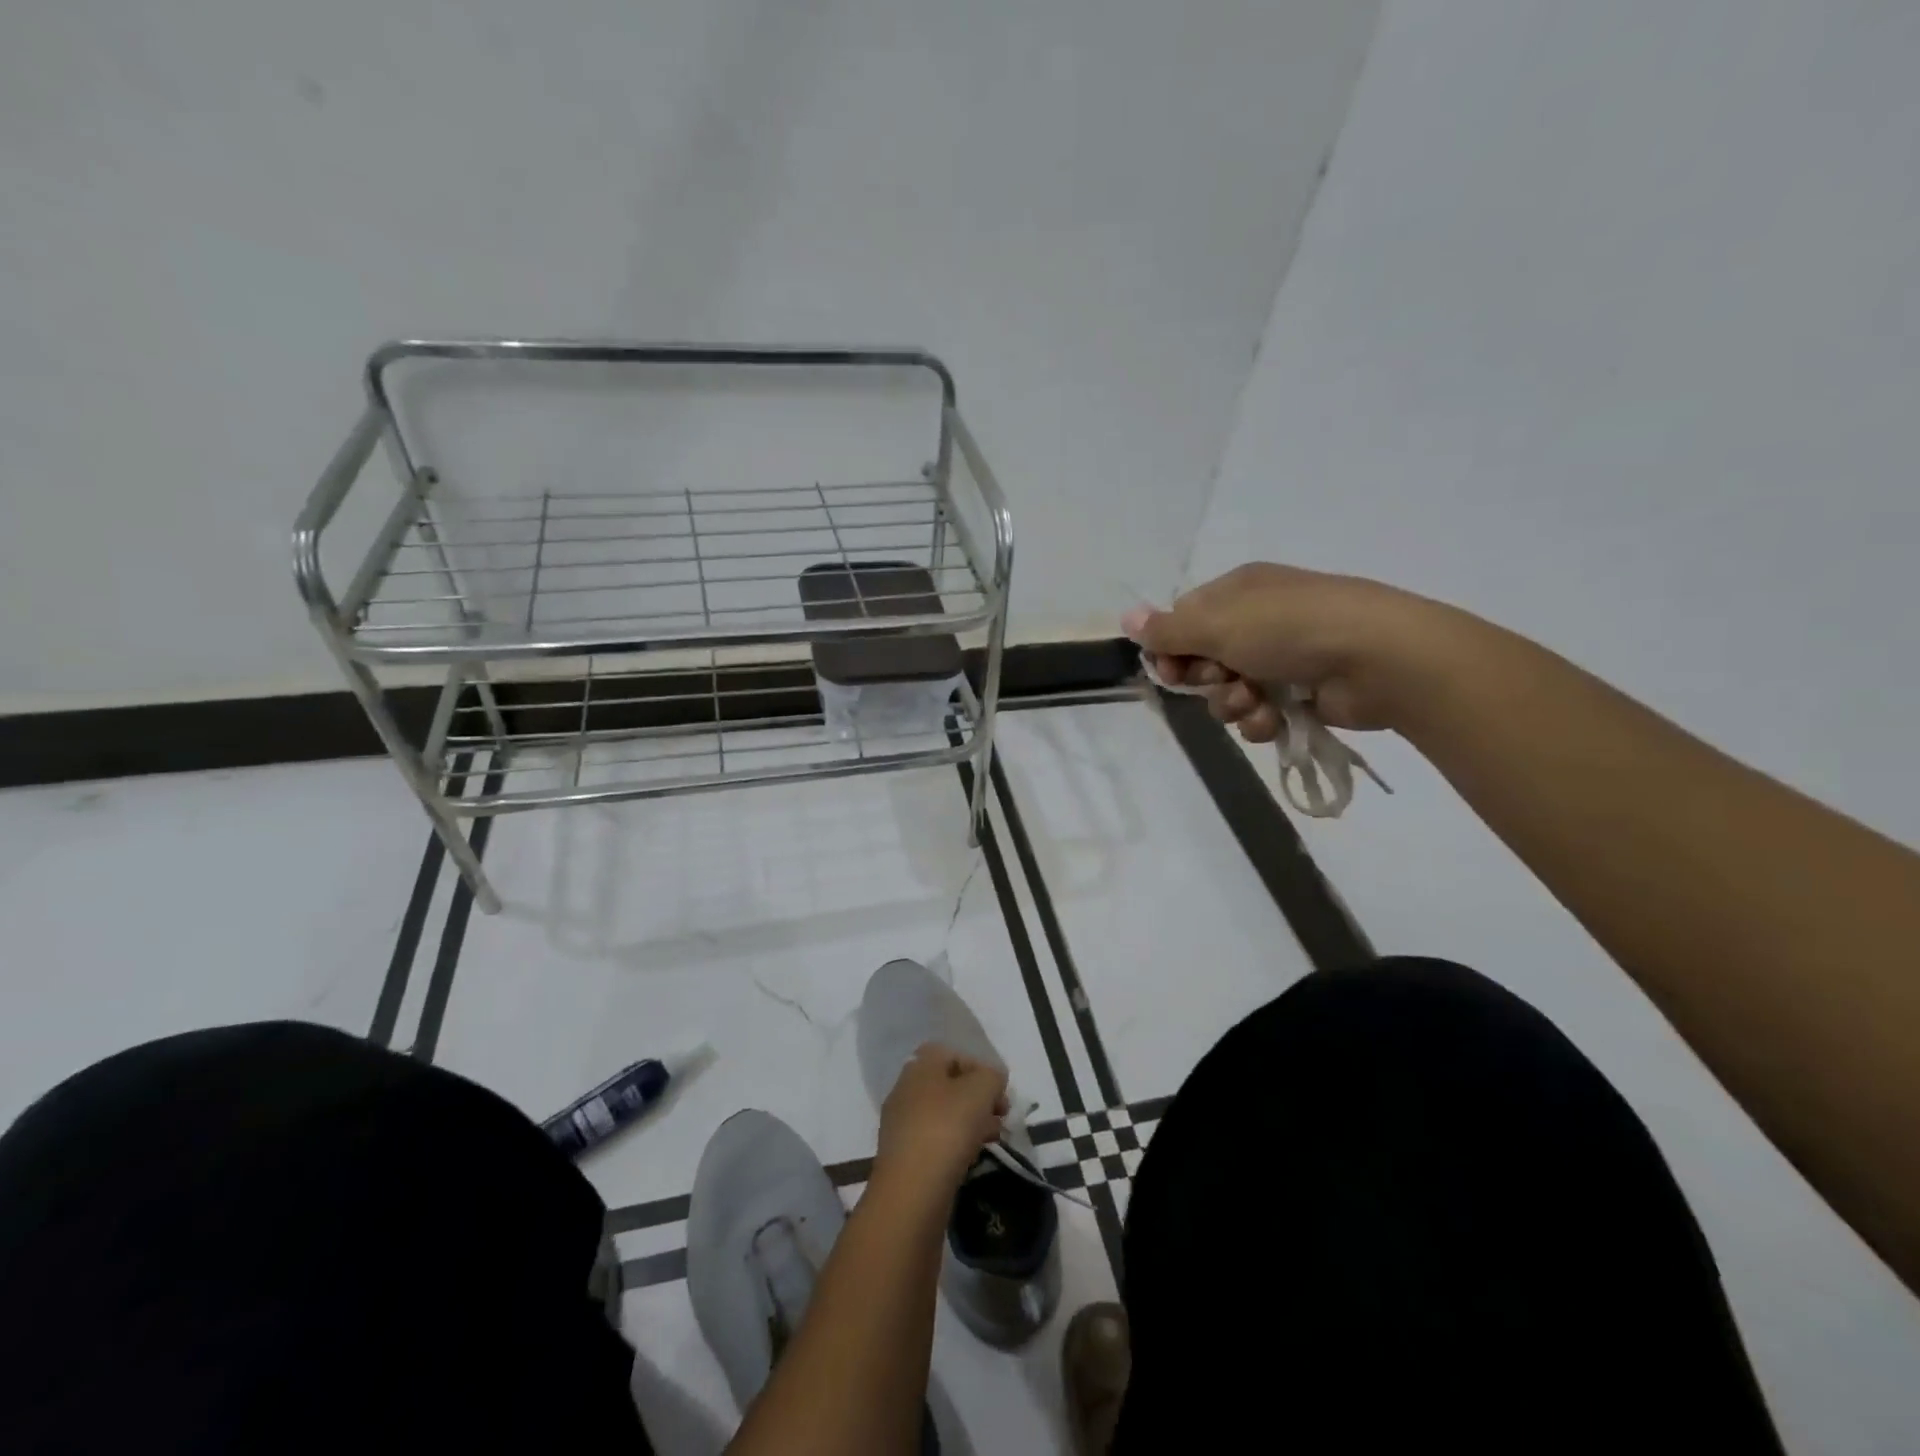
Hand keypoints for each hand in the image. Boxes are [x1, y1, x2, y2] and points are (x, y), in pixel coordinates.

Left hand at [874, 1044, 1009, 1195]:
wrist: (911, 1192)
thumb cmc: (947, 1128)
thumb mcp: (981, 1090)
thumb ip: (992, 1076)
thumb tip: (992, 1080)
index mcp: (920, 1066)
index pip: (953, 1054)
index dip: (979, 1068)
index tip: (999, 1093)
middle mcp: (906, 1089)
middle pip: (949, 1085)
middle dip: (978, 1099)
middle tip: (1001, 1117)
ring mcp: (901, 1124)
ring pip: (943, 1114)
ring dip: (970, 1123)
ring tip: (992, 1140)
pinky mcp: (903, 1156)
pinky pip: (935, 1140)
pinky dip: (955, 1145)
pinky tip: (971, 1159)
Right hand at [1122, 563, 1462, 742]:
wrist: (1380, 659)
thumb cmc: (1291, 629)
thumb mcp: (1220, 625)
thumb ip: (1168, 629)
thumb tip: (1126, 617)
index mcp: (1238, 592)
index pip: (1184, 621)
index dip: (1172, 651)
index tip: (1171, 672)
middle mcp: (1258, 621)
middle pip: (1203, 660)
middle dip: (1205, 681)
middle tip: (1220, 681)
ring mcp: (1283, 657)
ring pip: (1229, 692)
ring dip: (1232, 705)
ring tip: (1255, 704)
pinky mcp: (1302, 693)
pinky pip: (1259, 712)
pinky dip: (1260, 719)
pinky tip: (1274, 719)